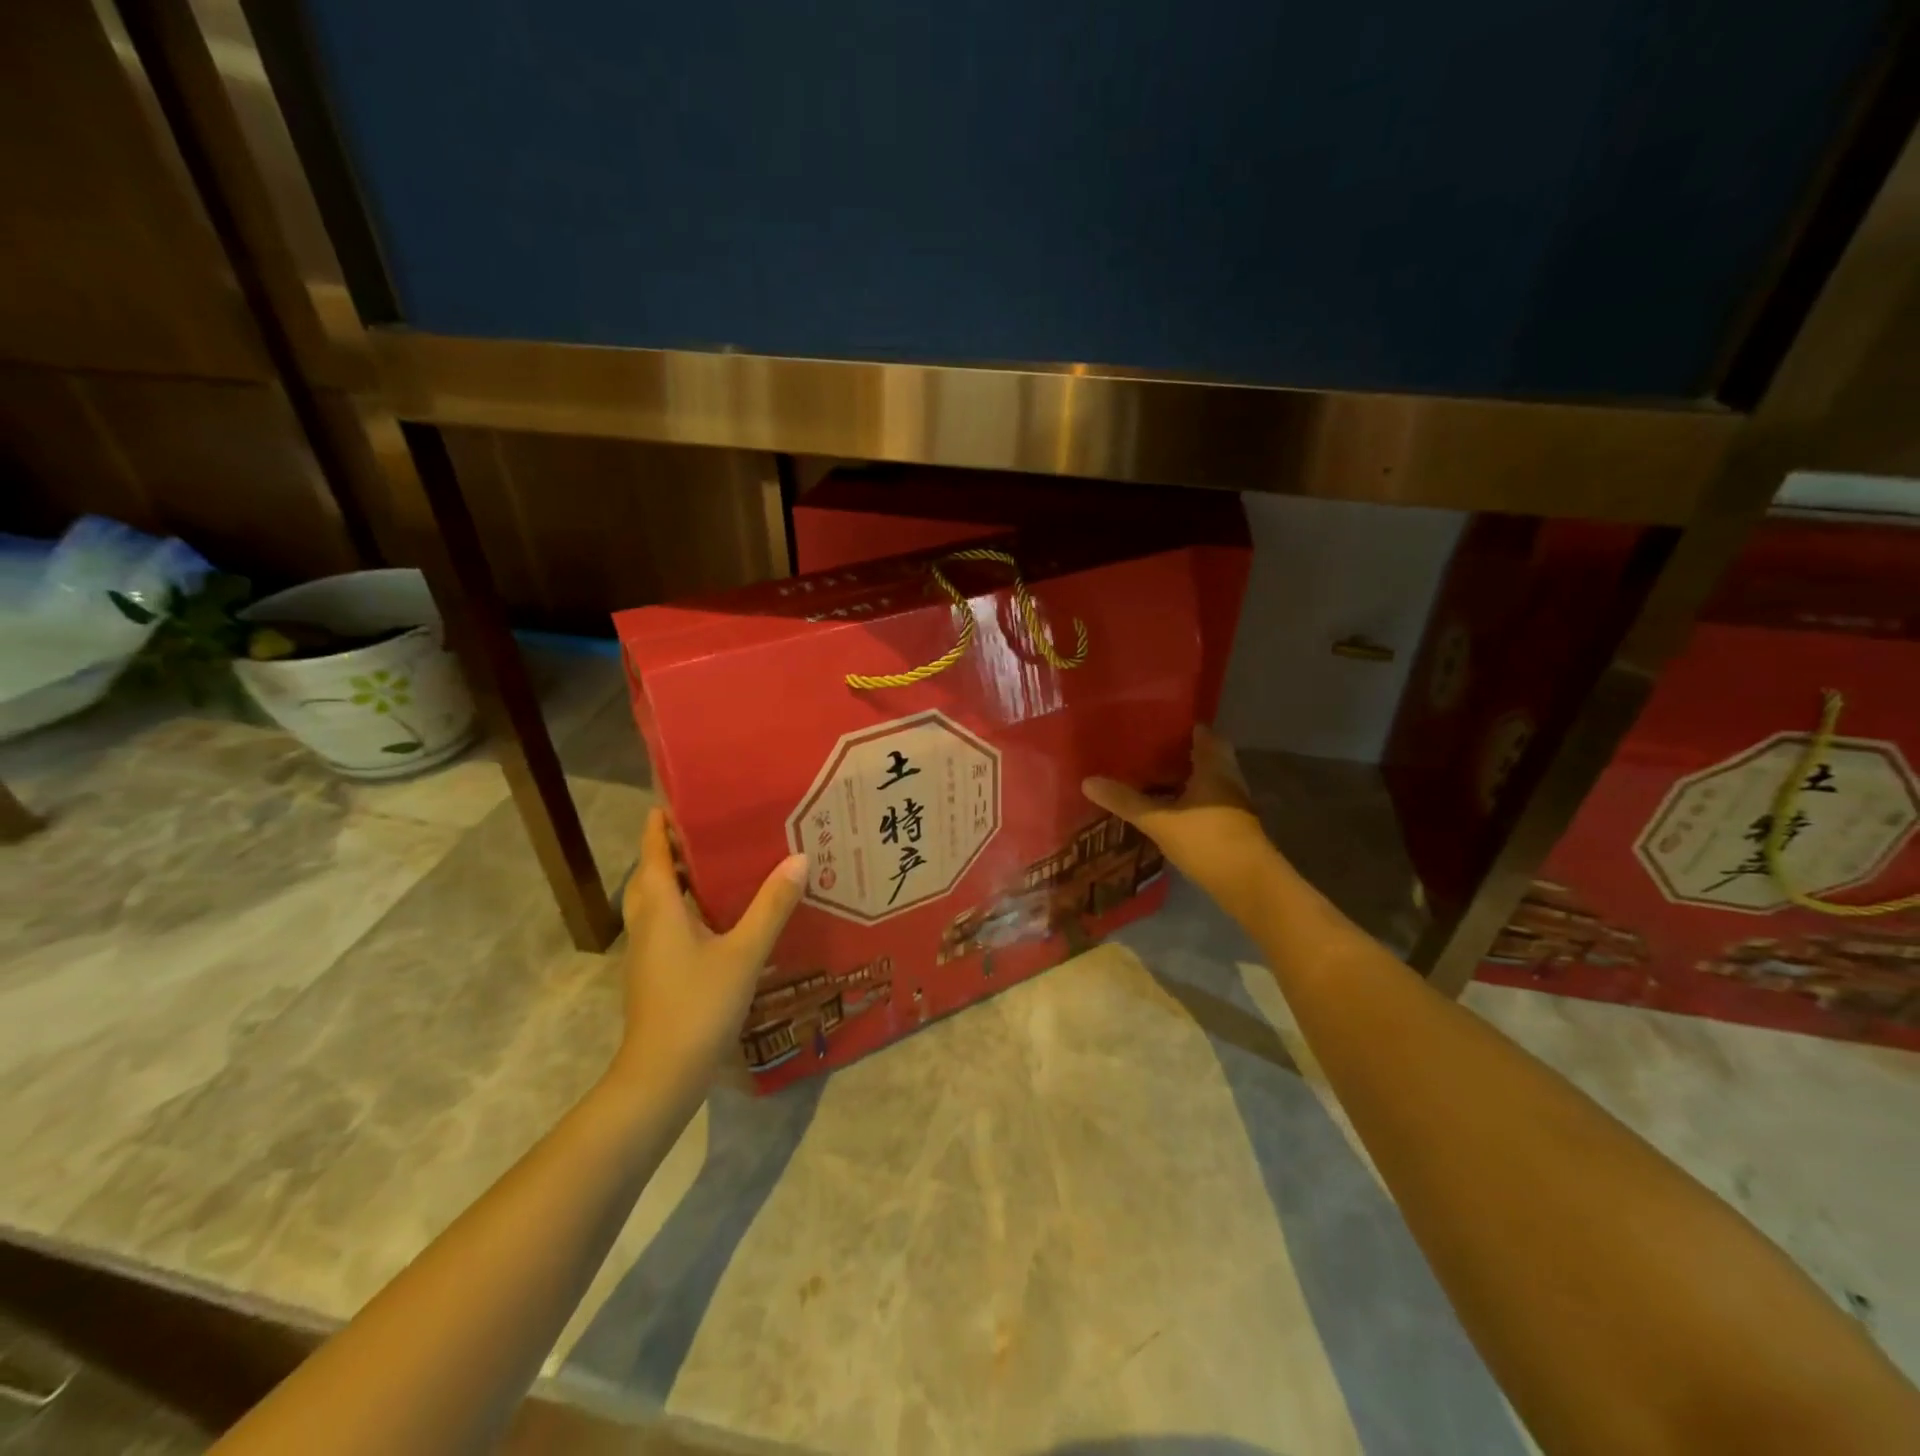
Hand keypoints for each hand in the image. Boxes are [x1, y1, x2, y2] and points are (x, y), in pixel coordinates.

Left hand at [610, 808, 807, 1100]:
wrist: (662, 1076)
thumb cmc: (699, 1005)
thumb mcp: (744, 952)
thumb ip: (772, 906)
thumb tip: (799, 858)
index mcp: (660, 909)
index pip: (653, 854)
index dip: (660, 825)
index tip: (675, 799)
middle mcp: (647, 924)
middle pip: (651, 876)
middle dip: (671, 850)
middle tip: (708, 831)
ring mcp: (647, 952)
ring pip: (656, 903)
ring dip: (677, 881)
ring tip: (717, 867)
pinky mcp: (655, 974)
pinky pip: (665, 925)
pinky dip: (684, 909)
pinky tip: (718, 918)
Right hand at [1083, 725, 1277, 918]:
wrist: (1249, 884)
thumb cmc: (1207, 841)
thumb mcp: (1159, 820)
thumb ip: (1125, 801)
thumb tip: (1087, 781)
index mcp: (1214, 766)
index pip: (1203, 733)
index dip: (1182, 727)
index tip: (1155, 726)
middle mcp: (1228, 779)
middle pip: (1207, 756)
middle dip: (1180, 753)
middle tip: (1147, 753)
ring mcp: (1233, 804)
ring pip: (1208, 780)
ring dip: (1185, 778)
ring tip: (1151, 779)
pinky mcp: (1232, 826)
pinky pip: (1208, 801)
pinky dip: (1190, 800)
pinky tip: (1167, 809)